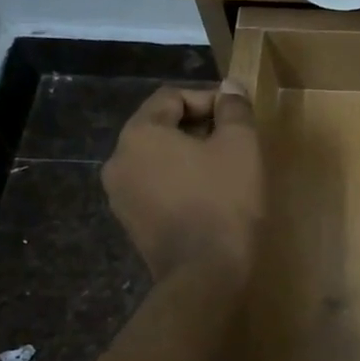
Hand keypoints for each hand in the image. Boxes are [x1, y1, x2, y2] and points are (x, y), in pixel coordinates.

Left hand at [103, 81, 262, 283]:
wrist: (205, 274)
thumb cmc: (225, 201)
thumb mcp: (240, 146)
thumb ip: (233, 109)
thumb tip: (229, 87)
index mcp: (140, 134)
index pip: (171, 97)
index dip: (209, 99)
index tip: (239, 115)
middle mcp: (118, 159)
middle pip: (160, 127)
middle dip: (199, 127)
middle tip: (236, 140)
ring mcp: (119, 194)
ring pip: (157, 158)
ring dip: (189, 155)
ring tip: (225, 168)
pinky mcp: (130, 222)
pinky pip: (155, 186)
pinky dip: (179, 180)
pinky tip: (208, 195)